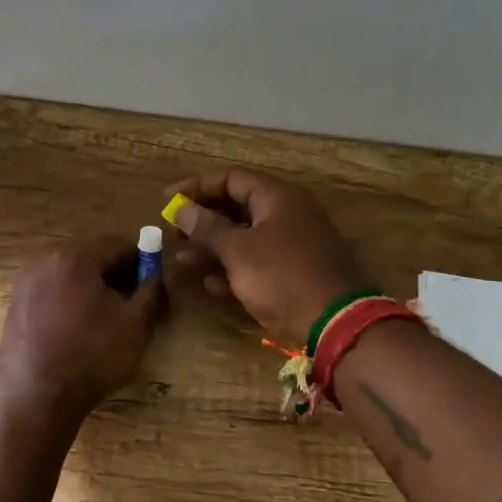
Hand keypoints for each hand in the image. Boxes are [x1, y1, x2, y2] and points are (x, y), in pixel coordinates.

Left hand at [0, 236, 165, 421]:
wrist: (36, 397)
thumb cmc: (92, 356)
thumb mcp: (136, 324)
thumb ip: (152, 291)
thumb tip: (157, 275)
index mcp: (74, 258)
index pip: (117, 244)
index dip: (141, 259)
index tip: (153, 280)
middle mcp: (44, 262)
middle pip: (90, 258)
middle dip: (115, 274)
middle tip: (134, 301)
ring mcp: (24, 285)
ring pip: (69, 277)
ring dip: (92, 289)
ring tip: (108, 319)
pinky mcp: (14, 308)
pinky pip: (51, 295)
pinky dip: (69, 303)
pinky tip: (80, 331)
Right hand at [167, 169, 366, 348]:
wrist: (334, 322)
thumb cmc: (282, 276)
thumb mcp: (238, 250)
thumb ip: (207, 228)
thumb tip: (182, 209)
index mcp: (277, 197)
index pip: (230, 179)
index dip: (196, 187)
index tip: (167, 200)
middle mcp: (286, 215)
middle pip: (236, 208)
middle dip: (202, 221)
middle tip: (173, 234)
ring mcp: (292, 245)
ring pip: (244, 239)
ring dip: (212, 249)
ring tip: (182, 261)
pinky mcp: (293, 274)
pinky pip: (256, 264)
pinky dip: (232, 270)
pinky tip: (208, 285)